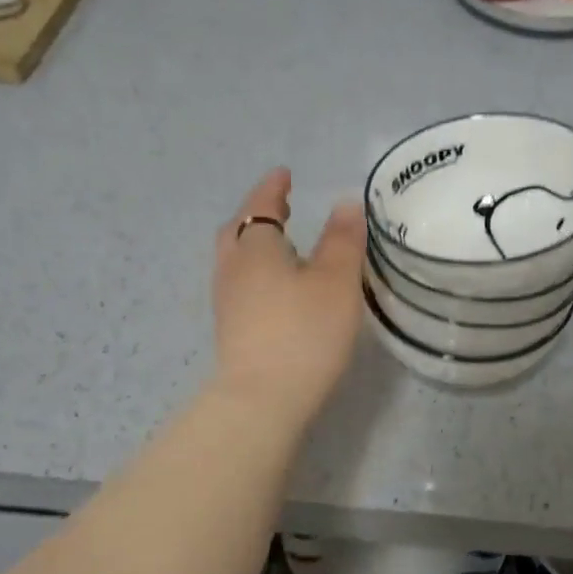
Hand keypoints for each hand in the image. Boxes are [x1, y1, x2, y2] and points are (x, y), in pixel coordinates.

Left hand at [212, 168, 366, 423]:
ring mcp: (227, 302)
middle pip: (238, 231)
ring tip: (283, 245)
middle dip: (257, 214)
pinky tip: (278, 288)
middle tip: (280, 206)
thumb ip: (342, 240)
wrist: (263, 399)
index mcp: (255, 248)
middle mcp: (233, 269)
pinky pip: (241, 284)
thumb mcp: (336, 281)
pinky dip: (257, 271)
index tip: (284, 174)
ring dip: (255, 244)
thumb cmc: (304, 332)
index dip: (273, 189)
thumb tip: (344, 203)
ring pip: (236, 259)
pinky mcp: (231, 330)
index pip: (260, 206)